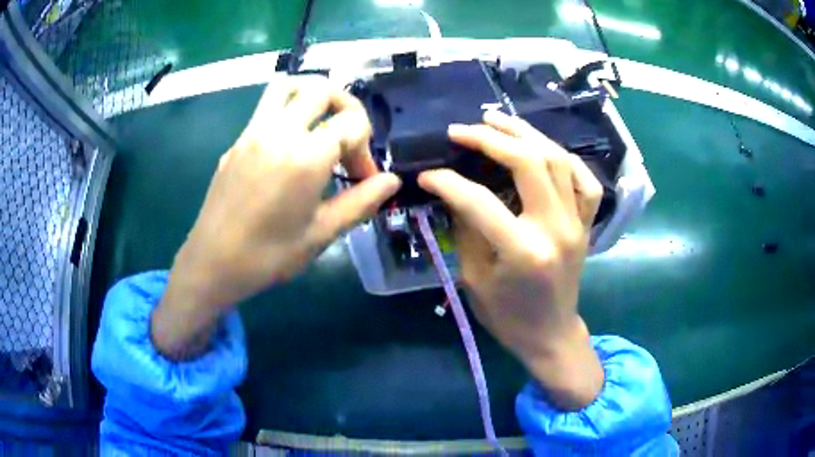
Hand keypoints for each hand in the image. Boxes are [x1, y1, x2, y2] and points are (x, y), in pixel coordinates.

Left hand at [152, 76, 400, 358]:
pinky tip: (290, 147)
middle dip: (346, 108)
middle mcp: (279, 132)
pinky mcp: (237, 141)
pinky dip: (288, 111)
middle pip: (323, 89)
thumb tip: (391, 181)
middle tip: (348, 139)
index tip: (362, 179)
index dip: (366, 150)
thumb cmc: (269, 256)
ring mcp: (253, 132)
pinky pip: (267, 107)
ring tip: (321, 125)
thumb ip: (361, 202)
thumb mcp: (321, 234)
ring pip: (288, 86)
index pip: (352, 124)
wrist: (212, 263)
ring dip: (313, 96)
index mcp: (305, 156)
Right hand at [418, 110, 603, 409]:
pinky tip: (543, 148)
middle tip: (462, 129)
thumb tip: (453, 190)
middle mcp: (556, 228)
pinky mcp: (586, 222)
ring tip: (496, 120)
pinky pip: (584, 180)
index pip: (480, 201)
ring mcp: (577, 222)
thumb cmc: (508, 315)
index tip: (427, 175)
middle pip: (530, 163)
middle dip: (491, 139)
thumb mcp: (475, 277)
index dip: (448, 182)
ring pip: (559, 160)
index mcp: (524, 251)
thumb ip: (466, 228)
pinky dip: (564, 158)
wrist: (551, 333)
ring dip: (526, 134)